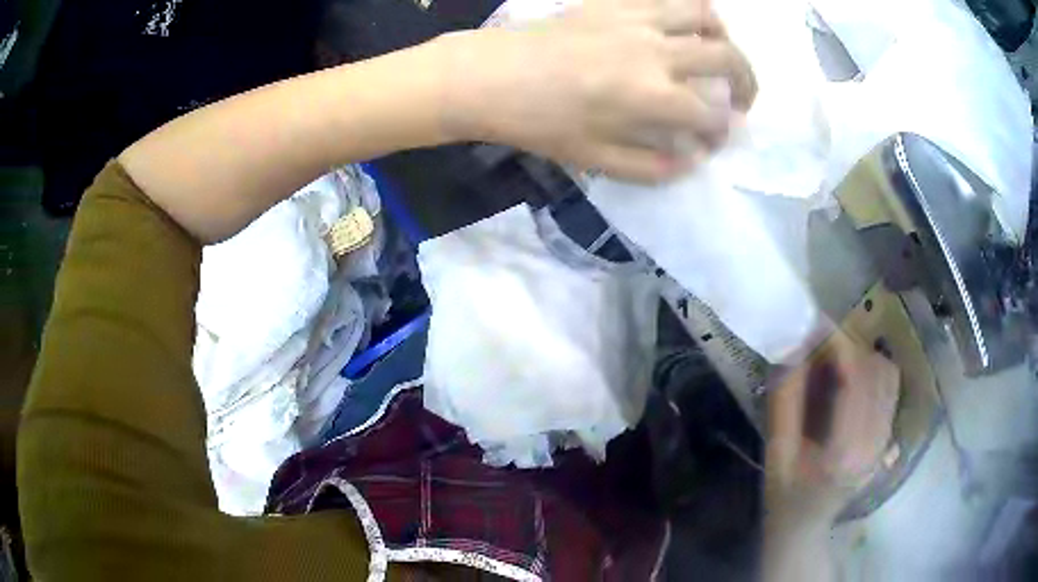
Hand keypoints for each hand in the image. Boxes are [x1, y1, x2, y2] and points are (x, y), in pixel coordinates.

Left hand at [440, 0, 756, 181]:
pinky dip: (687, 9)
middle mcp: (656, 51)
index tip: (716, 138)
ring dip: (723, 36)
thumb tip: (693, 158)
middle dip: (747, 84)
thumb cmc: (539, 122)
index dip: (723, 131)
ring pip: (704, 14)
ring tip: (717, 53)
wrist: (489, 76)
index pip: (713, 115)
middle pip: (727, 58)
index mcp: (651, 96)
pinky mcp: (615, 2)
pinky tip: (681, 25)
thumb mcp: (595, 159)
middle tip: (741, 99)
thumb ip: (653, 165)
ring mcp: (636, 18)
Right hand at [766, 331, 899, 518]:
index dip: (839, 343)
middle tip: (820, 343)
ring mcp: (885, 441)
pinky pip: (890, 389)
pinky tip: (851, 378)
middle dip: (850, 346)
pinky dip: (873, 371)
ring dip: (864, 357)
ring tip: (835, 360)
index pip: (856, 380)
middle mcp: (875, 443)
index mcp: (845, 452)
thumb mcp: (775, 453)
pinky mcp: (888, 437)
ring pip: (889, 376)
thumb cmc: (784, 496)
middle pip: (877, 372)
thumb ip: (784, 401)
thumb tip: (793, 347)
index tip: (816, 323)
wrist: (805, 528)